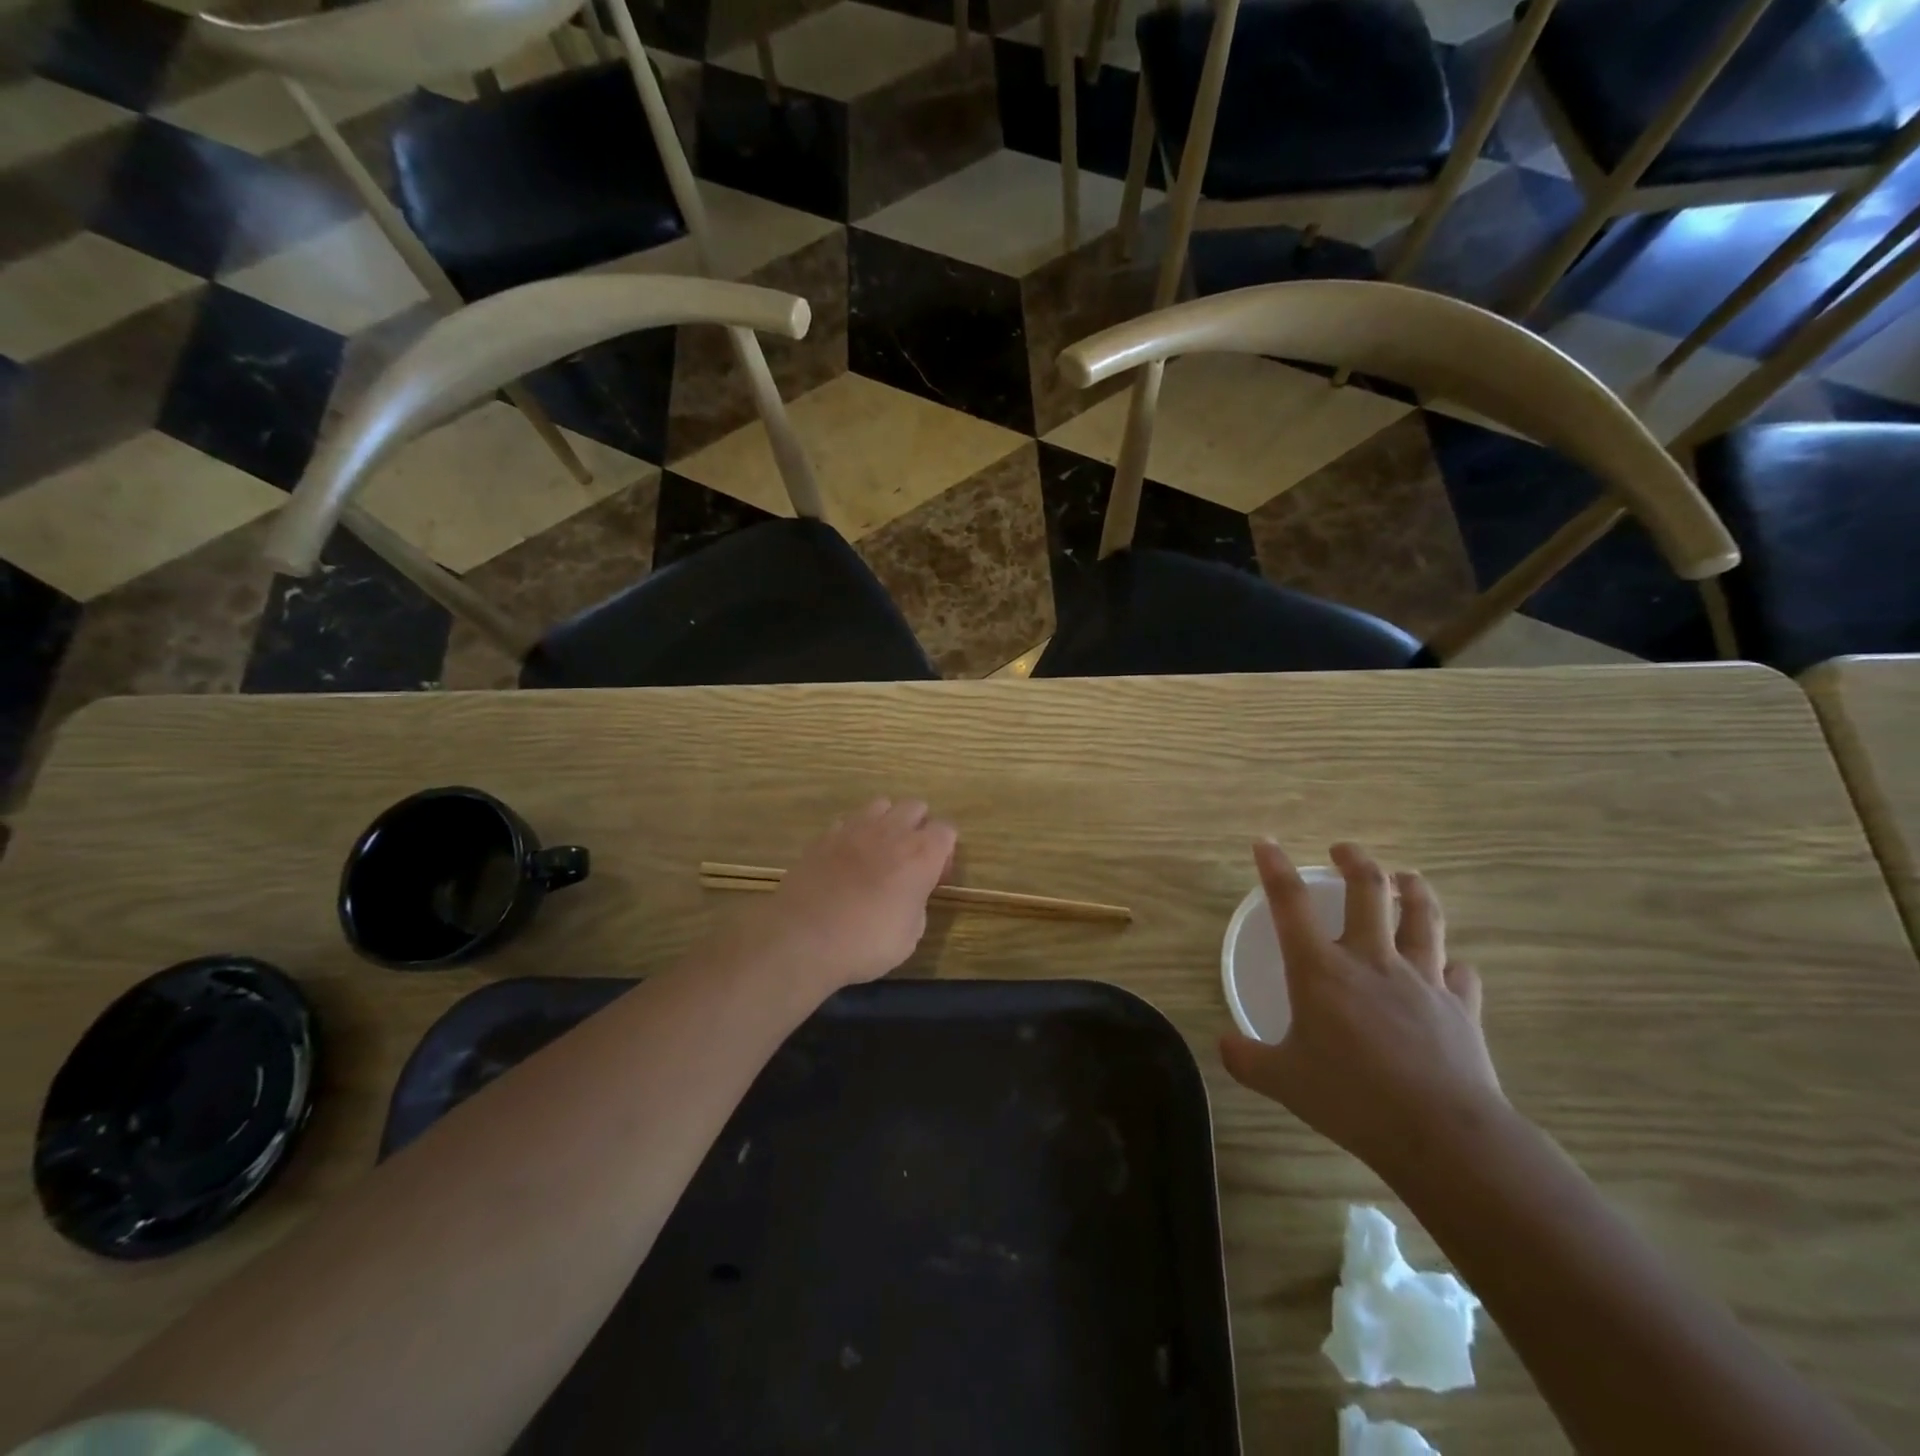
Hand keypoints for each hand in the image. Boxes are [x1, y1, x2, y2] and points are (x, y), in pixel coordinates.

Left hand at [735, 798, 956, 991]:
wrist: (804, 939)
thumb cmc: (866, 943)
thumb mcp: (910, 936)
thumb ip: (918, 903)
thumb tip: (910, 893)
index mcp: (921, 855)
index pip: (947, 830)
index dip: (945, 851)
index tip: (936, 876)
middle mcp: (891, 832)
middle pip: (915, 806)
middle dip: (919, 826)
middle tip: (910, 859)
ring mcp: (854, 829)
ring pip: (881, 804)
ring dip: (887, 821)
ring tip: (879, 851)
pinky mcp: (824, 836)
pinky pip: (848, 820)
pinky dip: (854, 833)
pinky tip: (847, 857)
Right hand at [1219, 840, 1504, 1176]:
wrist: (1442, 1134)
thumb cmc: (1352, 1098)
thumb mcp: (1283, 1082)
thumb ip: (1247, 1059)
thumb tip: (1223, 1045)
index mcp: (1320, 969)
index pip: (1290, 902)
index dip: (1275, 867)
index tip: (1265, 843)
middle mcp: (1371, 960)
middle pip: (1368, 890)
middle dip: (1355, 860)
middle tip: (1344, 850)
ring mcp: (1422, 979)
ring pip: (1422, 917)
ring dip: (1414, 891)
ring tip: (1406, 877)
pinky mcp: (1460, 1007)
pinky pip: (1460, 973)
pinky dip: (1452, 964)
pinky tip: (1451, 966)